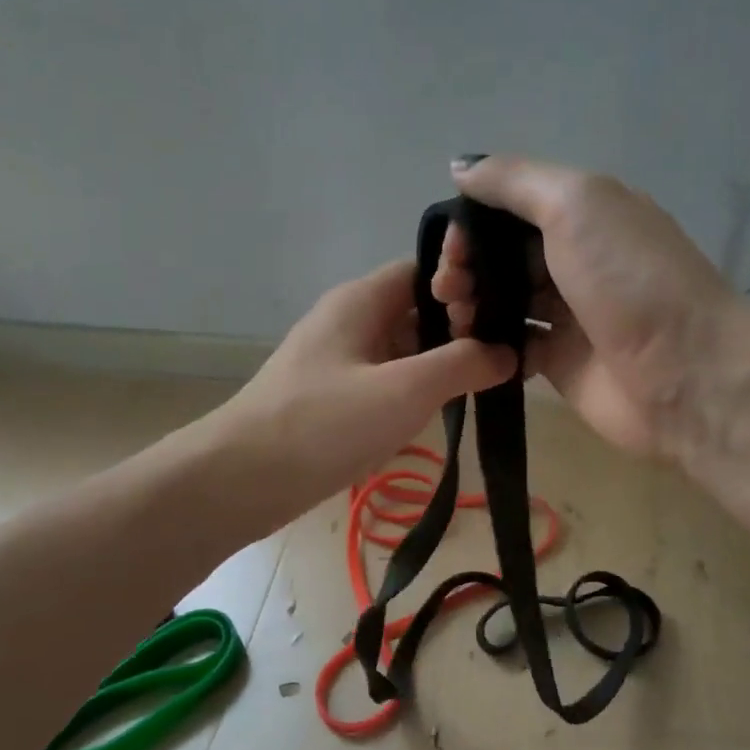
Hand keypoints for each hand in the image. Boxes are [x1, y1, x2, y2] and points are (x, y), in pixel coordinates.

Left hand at [216, 257, 515, 510]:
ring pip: (403, 349)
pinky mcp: (333, 398)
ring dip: (440, 364)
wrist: (242, 480)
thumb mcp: (404, 390)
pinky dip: (415, 391)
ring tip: (488, 385)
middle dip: (461, 329)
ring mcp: (338, 361)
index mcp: (361, 300)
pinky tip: (442, 412)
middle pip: (417, 309)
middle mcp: (349, 321)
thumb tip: (507, 351)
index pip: (426, 270)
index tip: (506, 317)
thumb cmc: (324, 424)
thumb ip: (462, 365)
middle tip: (507, 358)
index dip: (468, 285)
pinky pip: (385, 381)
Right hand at [432, 157, 737, 457]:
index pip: (511, 209)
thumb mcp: (575, 204)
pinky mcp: (561, 363)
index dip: (472, 224)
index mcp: (586, 214)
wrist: (684, 373)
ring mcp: (569, 315)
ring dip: (470, 305)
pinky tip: (471, 349)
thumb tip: (460, 167)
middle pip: (502, 256)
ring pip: (503, 301)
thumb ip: (514, 181)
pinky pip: (513, 346)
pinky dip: (488, 345)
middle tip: (446, 290)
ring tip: (456, 319)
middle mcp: (576, 260)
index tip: (450, 249)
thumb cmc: (628, 278)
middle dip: (465, 267)